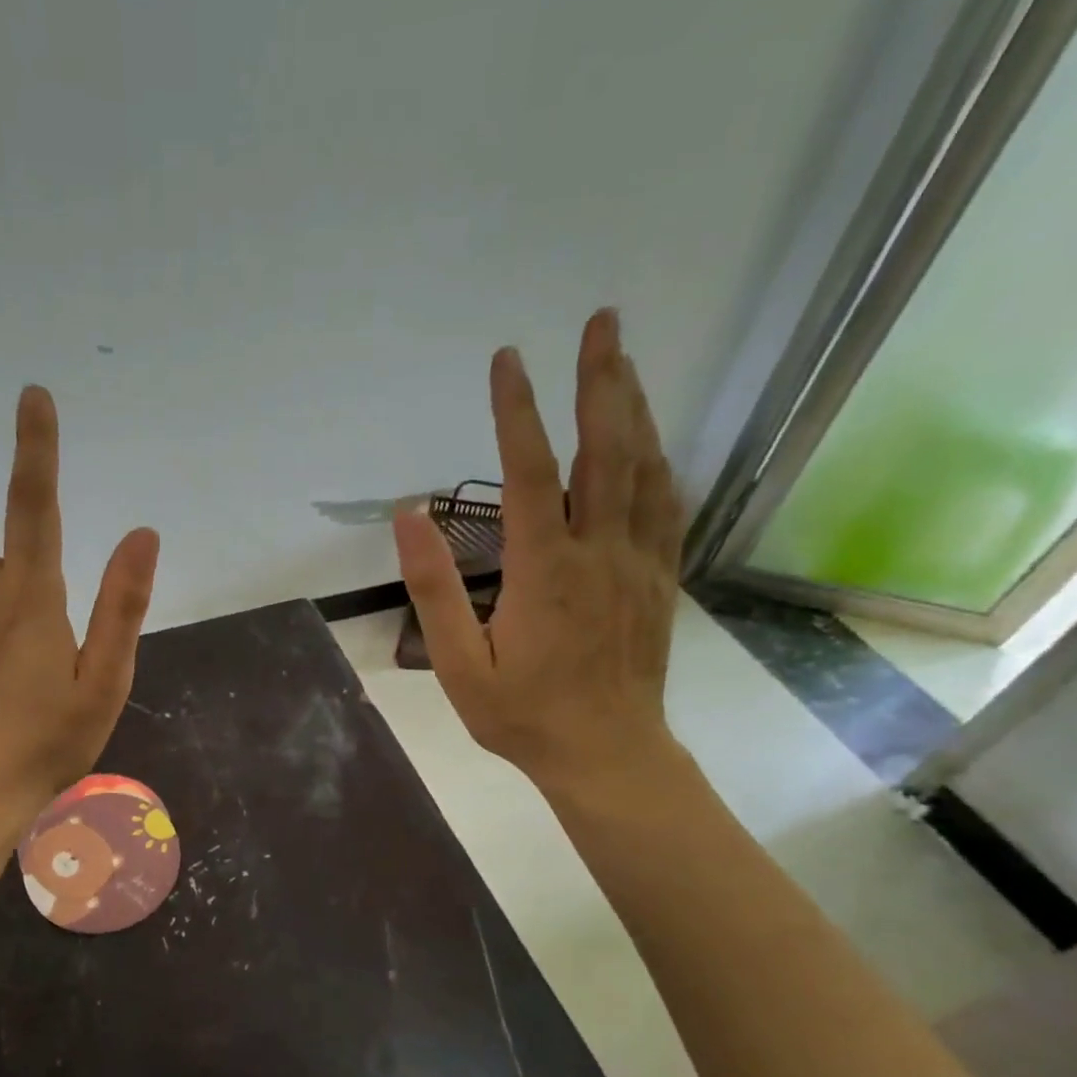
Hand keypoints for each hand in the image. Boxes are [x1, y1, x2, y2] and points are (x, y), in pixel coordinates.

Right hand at [394, 309, 683, 796]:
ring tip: (623, 362)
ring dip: (634, 409)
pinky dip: (659, 461)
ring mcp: (638, 563)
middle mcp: (599, 552)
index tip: (507, 360)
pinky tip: (651, 440)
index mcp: (544, 571)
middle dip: (602, 380)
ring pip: (644, 469)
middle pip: (606, 450)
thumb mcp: (459, 665)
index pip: (529, 473)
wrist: (607, 755)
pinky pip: (666, 506)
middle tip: (602, 321)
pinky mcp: (660, 579)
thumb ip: (434, 590)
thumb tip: (410, 517)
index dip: (518, 412)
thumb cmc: (523, 716)